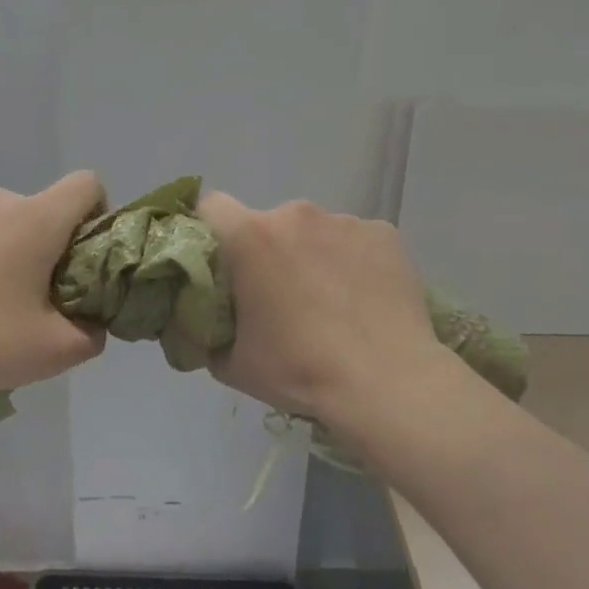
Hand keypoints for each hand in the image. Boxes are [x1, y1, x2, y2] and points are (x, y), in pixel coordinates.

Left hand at [0, 172, 107, 399]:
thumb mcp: (50, 352)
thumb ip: (90, 335)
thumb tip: (93, 325)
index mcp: (36, 219)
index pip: (87, 185)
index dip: (97, 214)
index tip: (82, 258)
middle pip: (41, 212)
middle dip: (47, 248)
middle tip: (31, 300)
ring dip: (4, 251)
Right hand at [198, 192, 445, 432]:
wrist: (386, 382)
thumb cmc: (299, 369)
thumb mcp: (231, 363)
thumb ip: (206, 329)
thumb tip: (203, 318)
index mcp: (251, 237)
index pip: (210, 207)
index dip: (208, 231)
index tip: (218, 263)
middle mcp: (296, 214)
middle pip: (267, 223)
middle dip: (267, 252)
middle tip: (279, 298)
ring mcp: (345, 221)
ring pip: (314, 233)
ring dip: (311, 256)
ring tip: (330, 304)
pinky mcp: (384, 234)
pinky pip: (354, 241)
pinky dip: (352, 262)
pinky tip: (363, 300)